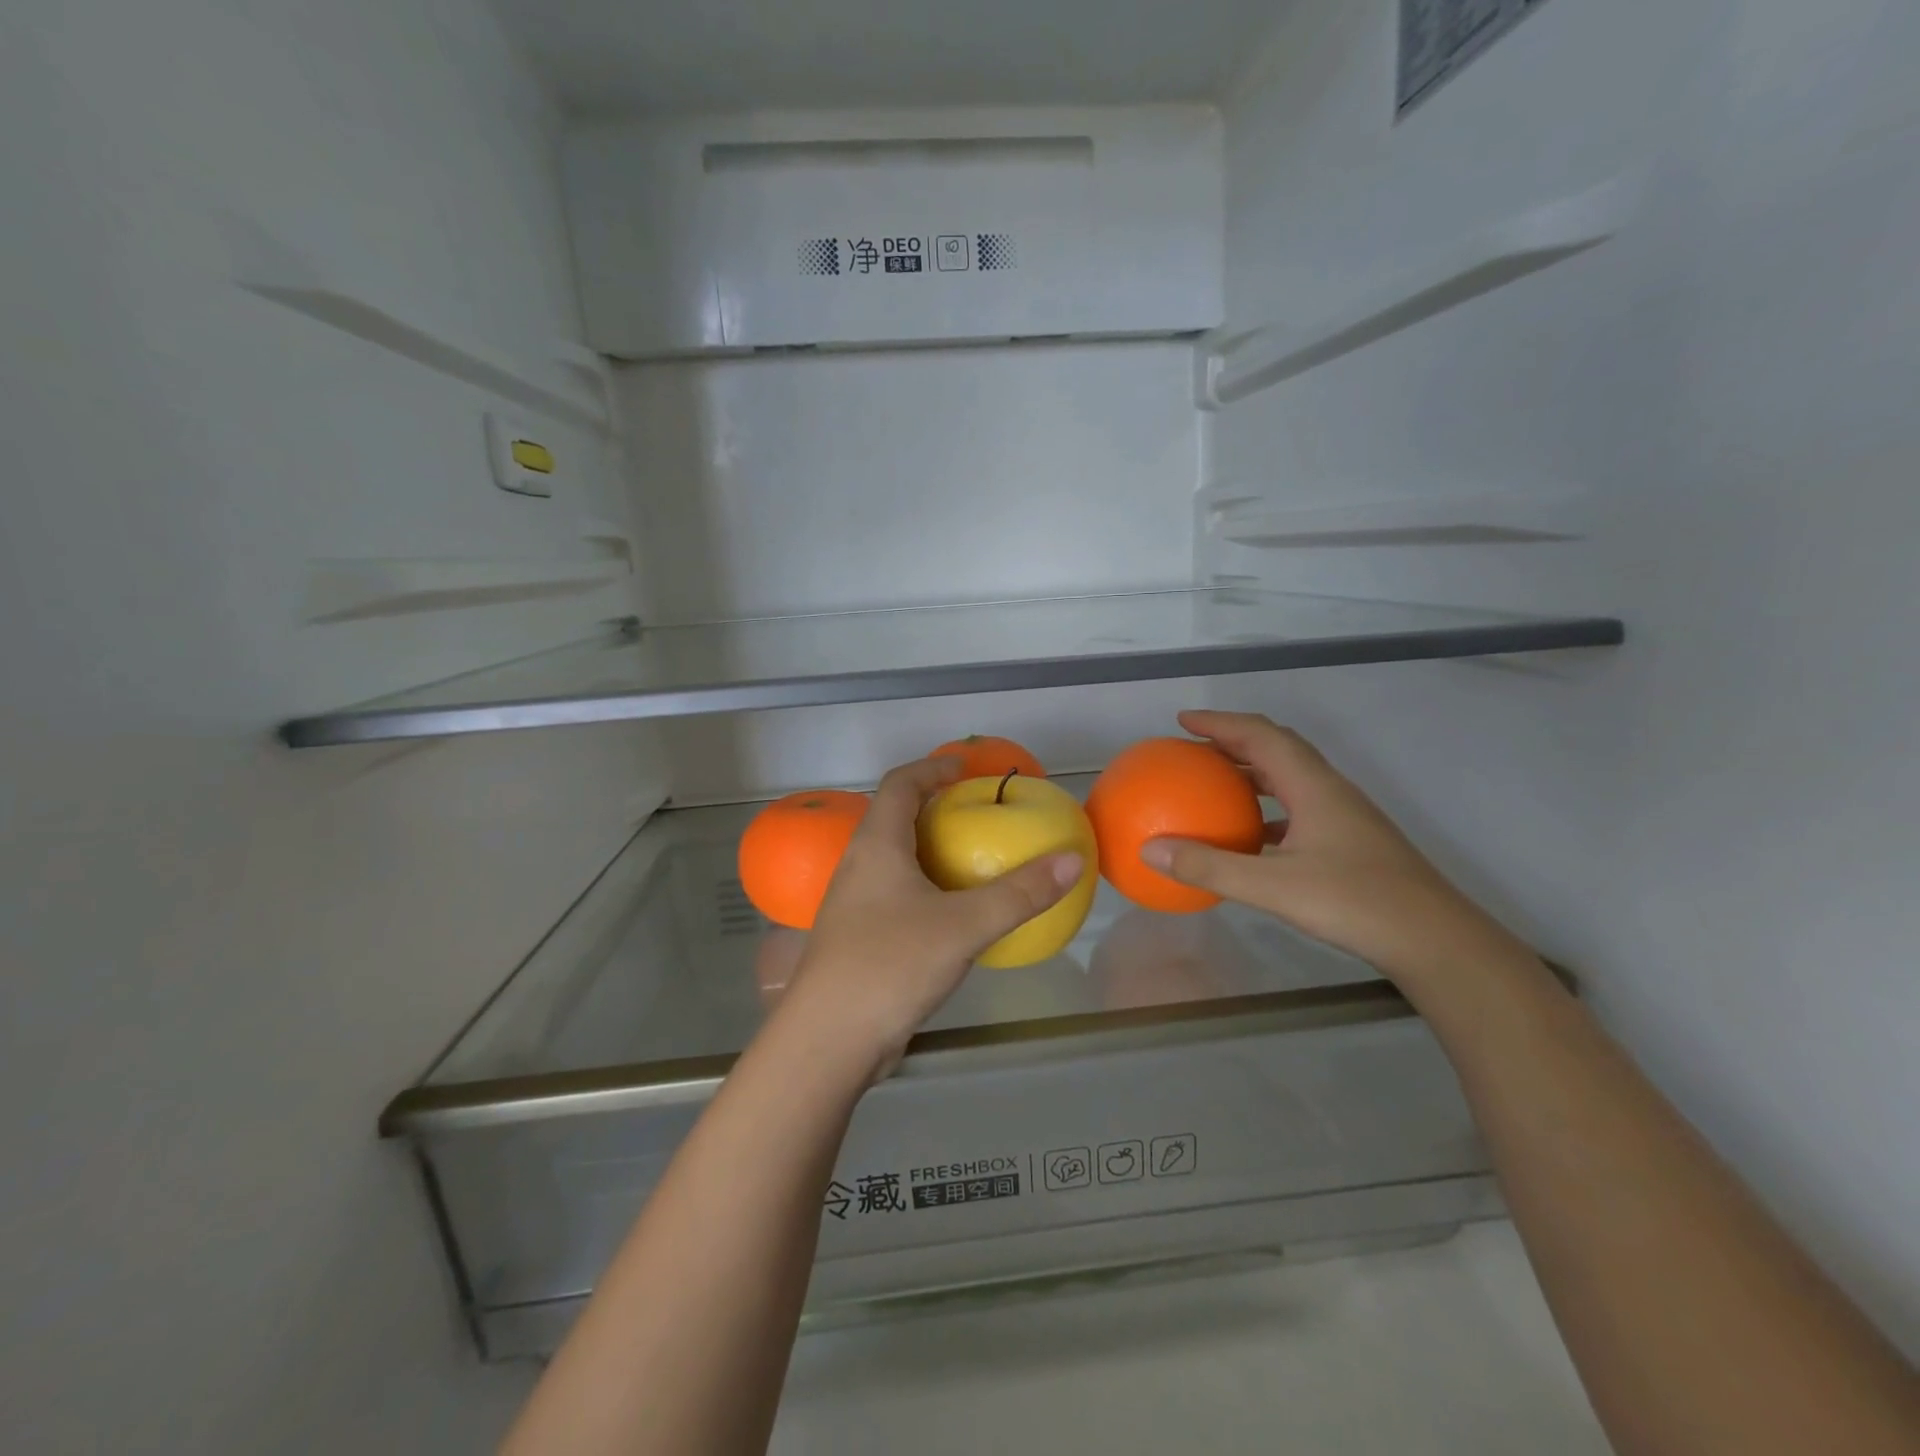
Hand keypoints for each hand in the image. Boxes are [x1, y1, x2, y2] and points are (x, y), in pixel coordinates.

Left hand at [774, 756, 1083, 1082]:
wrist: (829, 1040)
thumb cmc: (891, 965)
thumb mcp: (964, 926)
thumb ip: (1020, 893)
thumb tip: (1072, 860)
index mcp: (876, 846)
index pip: (899, 784)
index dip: (931, 767)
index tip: (965, 768)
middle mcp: (858, 865)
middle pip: (893, 817)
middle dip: (934, 808)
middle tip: (977, 815)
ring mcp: (854, 904)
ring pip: (893, 859)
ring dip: (929, 851)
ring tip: (972, 860)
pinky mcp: (857, 937)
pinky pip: (895, 894)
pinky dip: (925, 887)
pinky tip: (953, 914)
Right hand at [1139, 711, 1525, 989]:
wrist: (1436, 940)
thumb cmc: (1356, 903)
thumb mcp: (1273, 886)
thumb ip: (1210, 867)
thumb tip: (1149, 850)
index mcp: (1314, 787)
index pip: (1261, 736)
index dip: (1221, 723)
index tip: (1183, 721)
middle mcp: (1330, 791)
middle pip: (1278, 748)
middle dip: (1234, 740)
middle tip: (1194, 746)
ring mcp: (1345, 817)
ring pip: (1291, 778)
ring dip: (1252, 772)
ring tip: (1216, 783)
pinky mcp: (1351, 842)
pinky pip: (1299, 808)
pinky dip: (1268, 808)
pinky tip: (1251, 837)